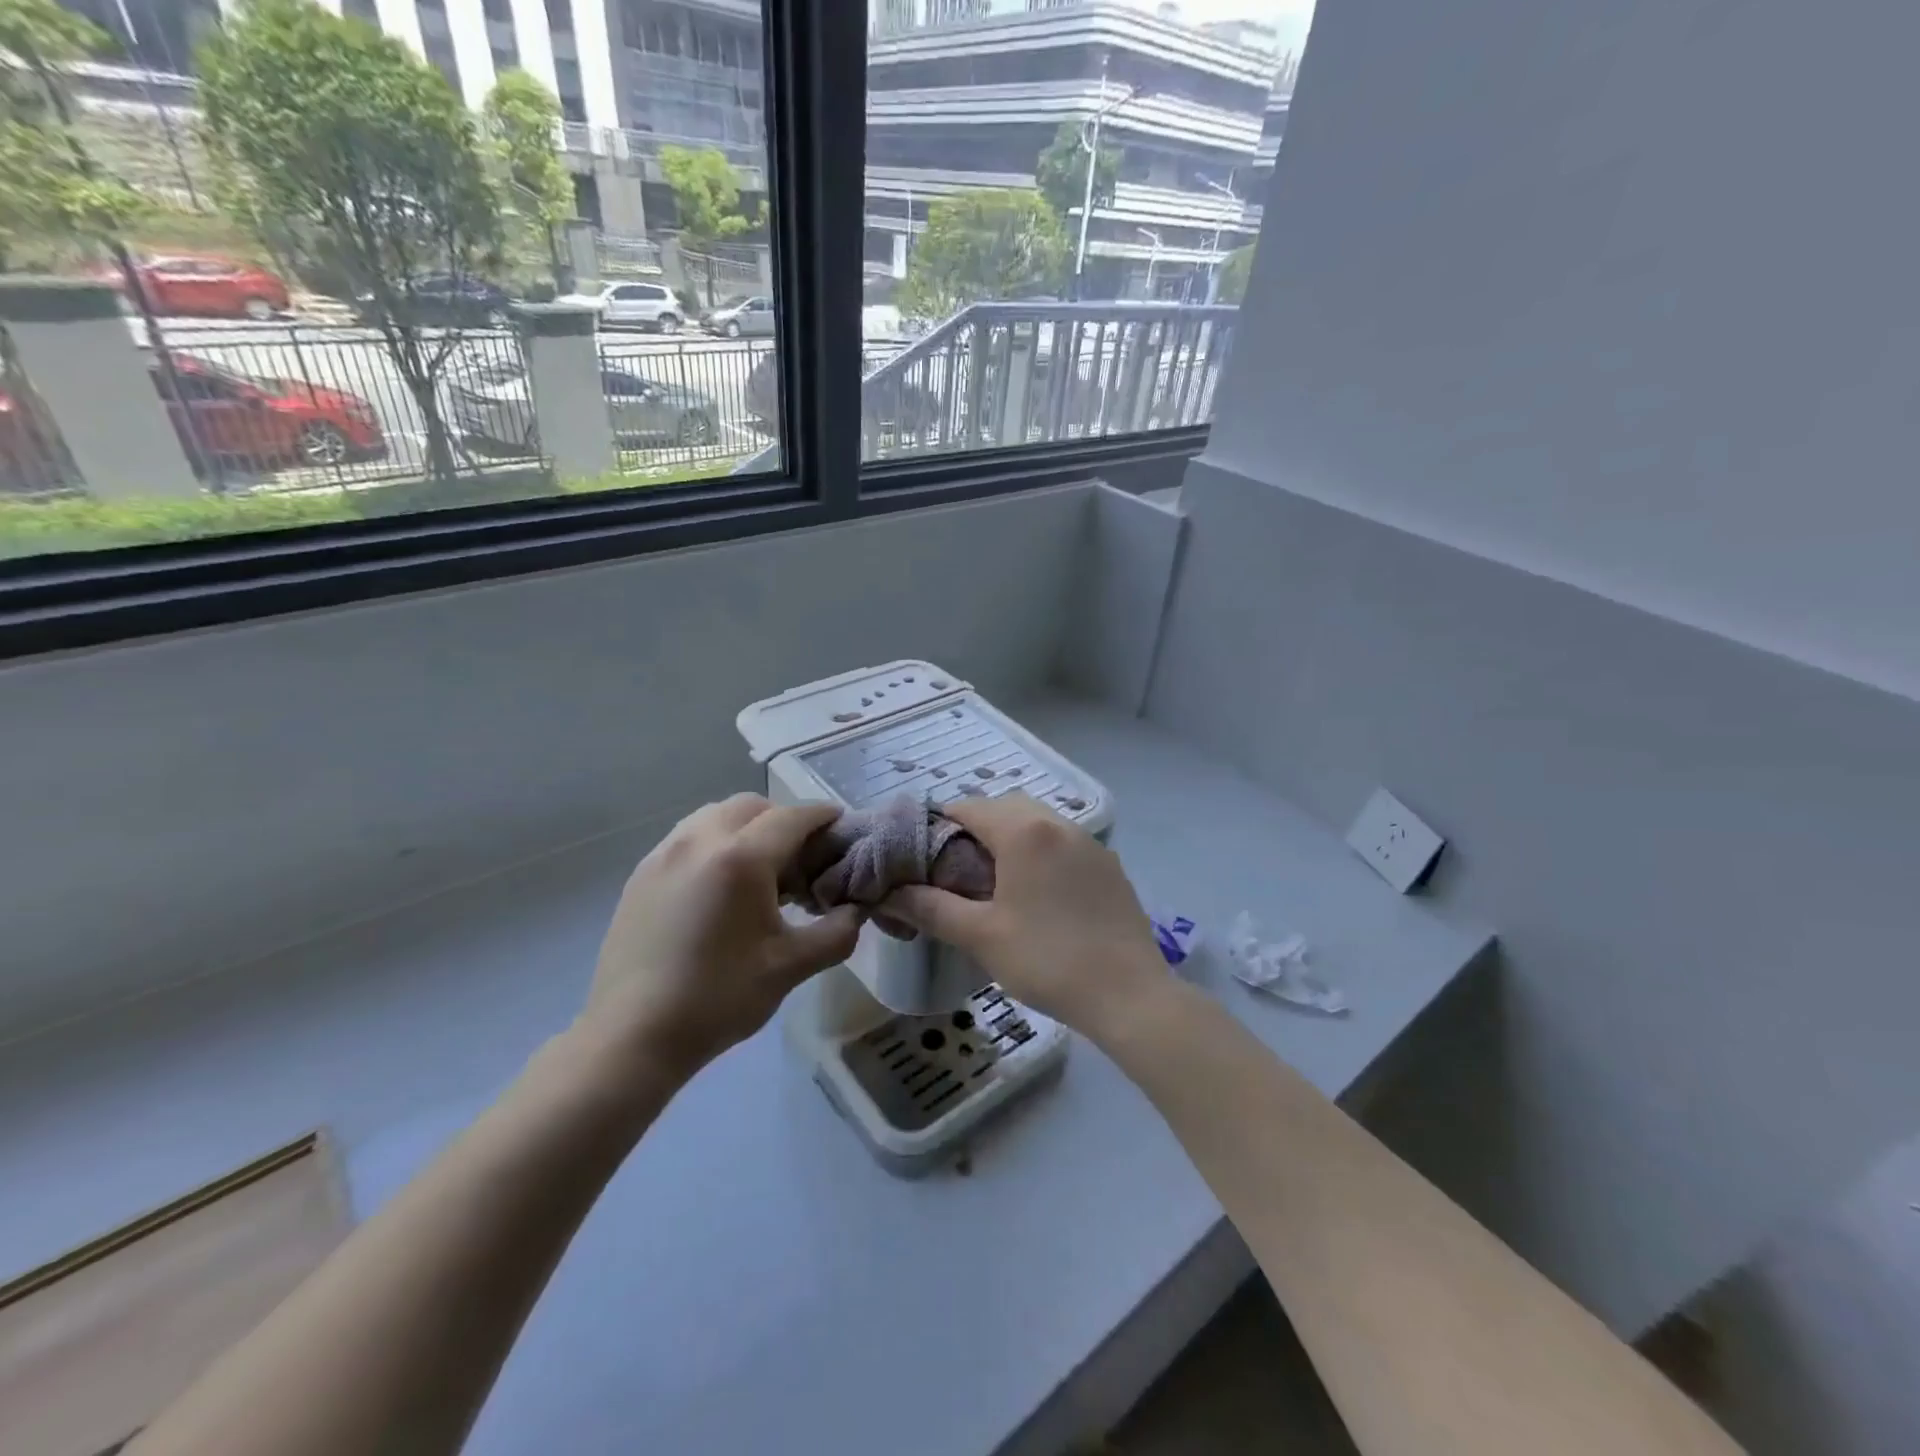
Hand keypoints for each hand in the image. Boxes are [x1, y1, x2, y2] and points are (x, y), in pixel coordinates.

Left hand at [581, 794, 863, 1085]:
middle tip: (799, 857)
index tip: (840, 823)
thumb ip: (835, 934)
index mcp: (740, 858)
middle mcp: (699, 841)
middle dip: (782, 819)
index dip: (821, 816)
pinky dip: (713, 843)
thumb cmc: (718, 998)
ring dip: (744, 827)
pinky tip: (718, 887)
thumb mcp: (790, 968)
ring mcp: (663, 854)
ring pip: (714, 816)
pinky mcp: (640, 874)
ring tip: (757, 870)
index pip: (792, 817)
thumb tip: (855, 912)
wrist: (632, 1036)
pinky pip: (686, 837)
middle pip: (751, 806)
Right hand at [882, 793, 1164, 1033]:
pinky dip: (1040, 852)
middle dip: (975, 828)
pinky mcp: (1109, 865)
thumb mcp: (980, 935)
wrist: (1129, 995)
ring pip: (1038, 822)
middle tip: (955, 869)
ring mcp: (1090, 843)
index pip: (968, 807)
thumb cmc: (1047, 960)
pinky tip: (1037, 894)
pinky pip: (1063, 843)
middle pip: (1005, 807)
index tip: (922, 856)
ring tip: (993, 881)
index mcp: (1024, 831)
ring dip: (1010, 838)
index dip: (938, 825)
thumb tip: (889, 893)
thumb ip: (931, 907)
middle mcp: (1059, 823)